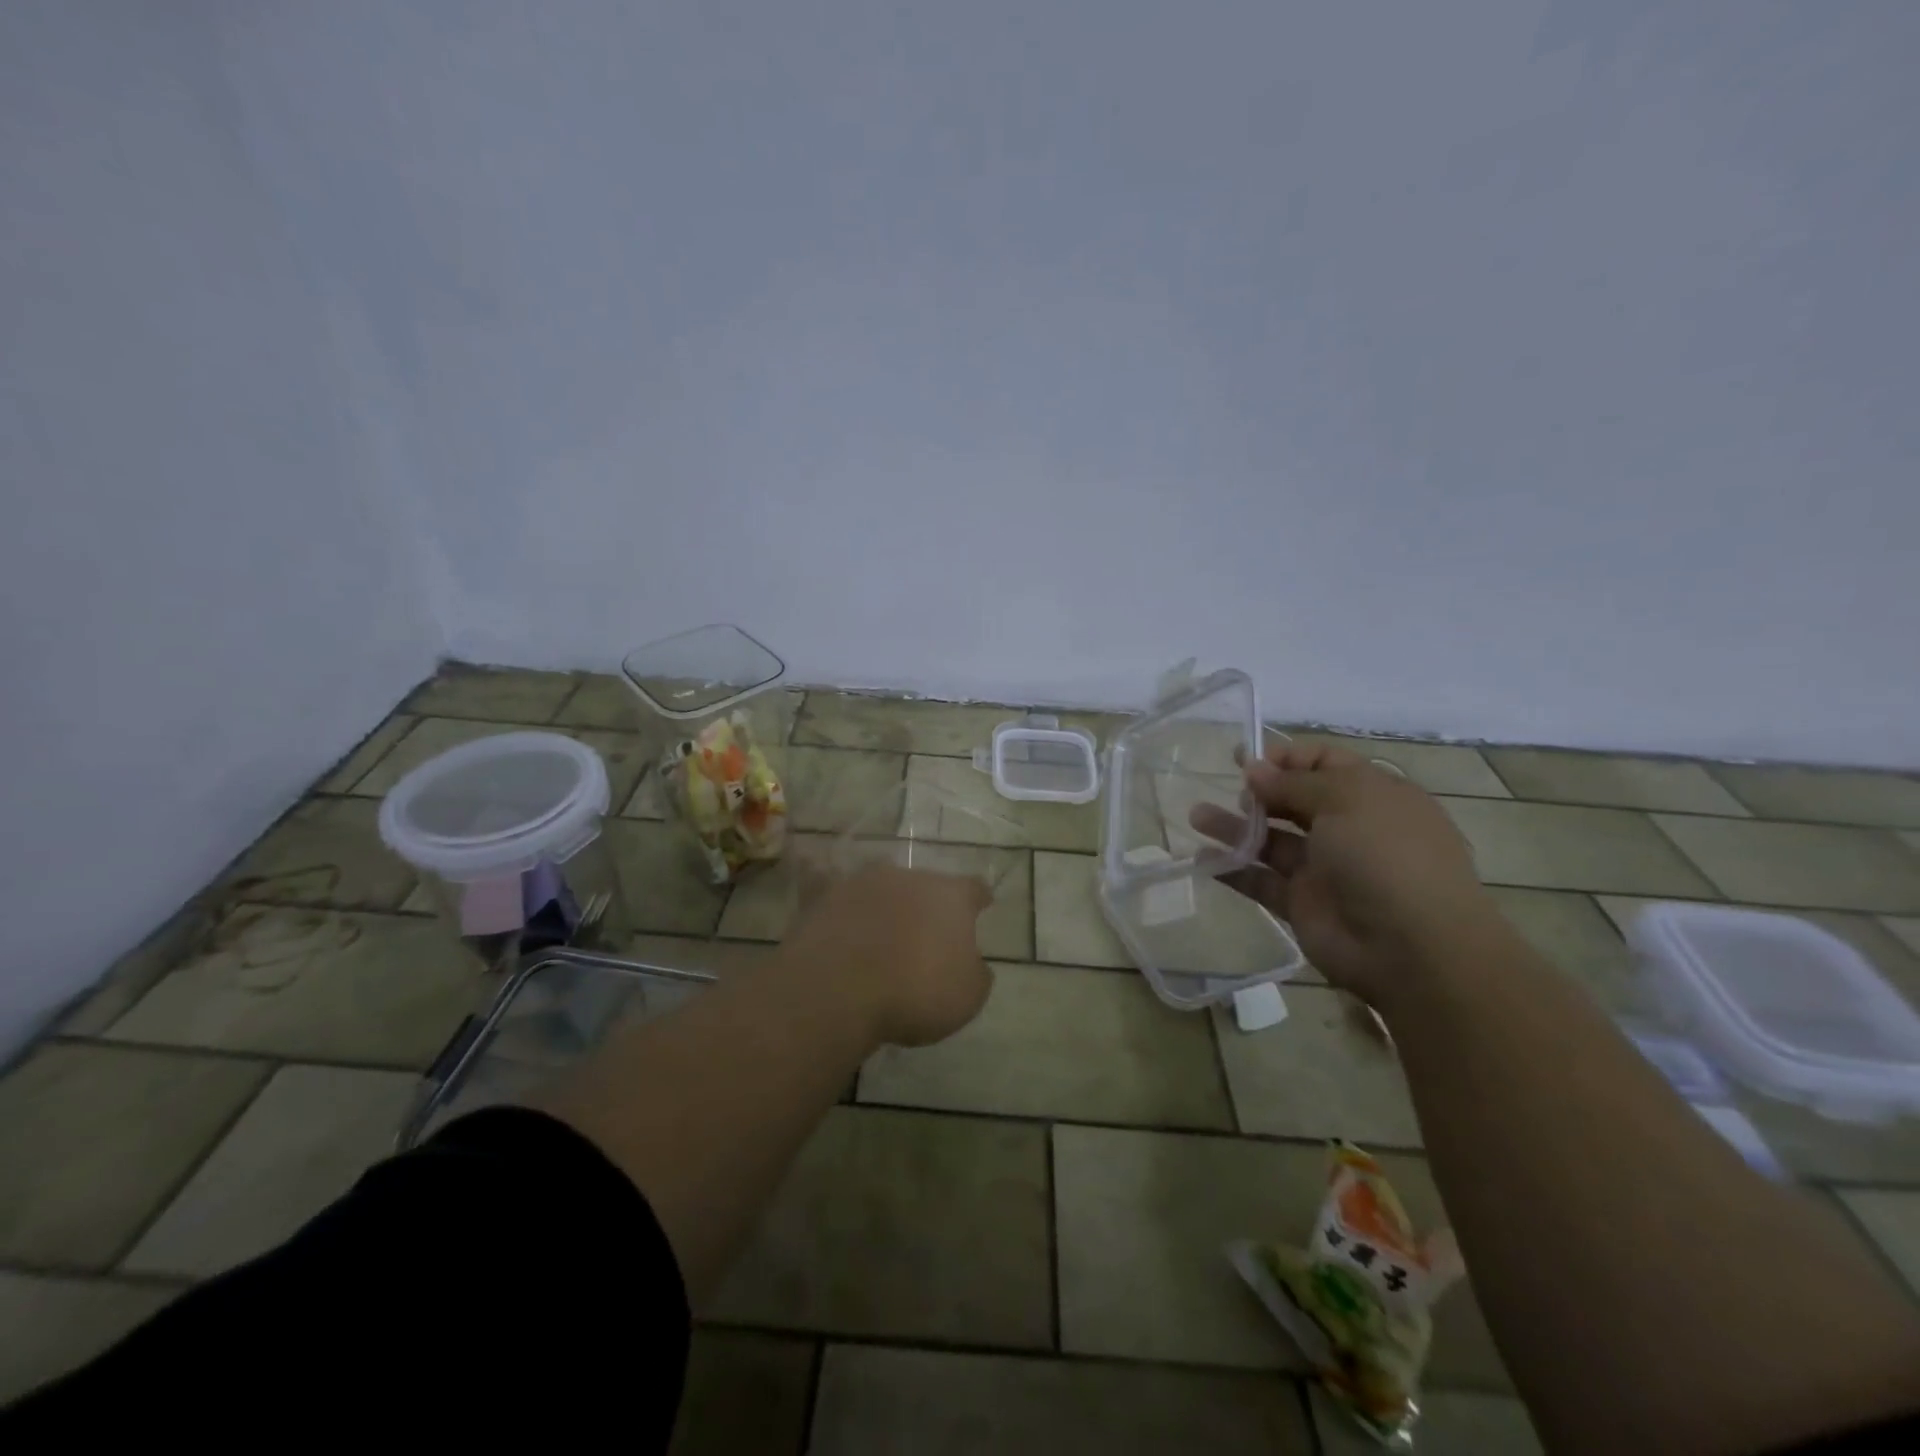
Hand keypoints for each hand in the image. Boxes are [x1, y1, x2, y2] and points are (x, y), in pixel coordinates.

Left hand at [785, 864, 994, 1047]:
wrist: (838, 989)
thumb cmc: (916, 991)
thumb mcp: (968, 996)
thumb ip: (975, 972)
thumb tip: (971, 963)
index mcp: (951, 896)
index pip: (974, 888)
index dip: (978, 900)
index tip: (981, 907)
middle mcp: (909, 877)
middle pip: (925, 886)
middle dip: (927, 906)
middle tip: (925, 937)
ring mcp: (863, 883)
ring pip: (883, 891)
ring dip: (886, 909)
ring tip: (882, 940)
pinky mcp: (824, 898)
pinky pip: (839, 900)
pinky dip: (845, 913)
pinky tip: (843, 931)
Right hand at [1191, 740, 1492, 1002]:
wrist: (1411, 948)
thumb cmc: (1385, 855)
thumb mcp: (1346, 799)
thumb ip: (1293, 782)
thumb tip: (1254, 768)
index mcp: (1372, 796)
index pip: (1324, 764)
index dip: (1286, 757)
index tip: (1246, 757)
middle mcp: (1348, 829)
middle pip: (1293, 800)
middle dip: (1258, 790)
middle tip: (1231, 789)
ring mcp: (1323, 868)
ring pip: (1270, 839)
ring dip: (1234, 826)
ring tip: (1196, 816)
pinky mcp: (1301, 904)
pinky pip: (1260, 880)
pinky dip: (1232, 868)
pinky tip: (1202, 858)